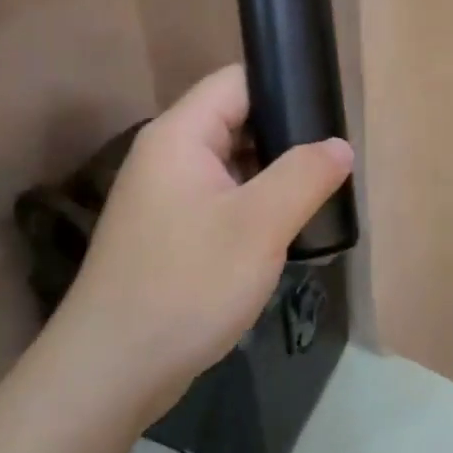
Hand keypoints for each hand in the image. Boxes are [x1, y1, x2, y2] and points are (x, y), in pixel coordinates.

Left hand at [0, 65, 351, 452]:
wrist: (113, 370)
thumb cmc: (187, 284)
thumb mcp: (260, 225)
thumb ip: (305, 175)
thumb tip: (340, 145)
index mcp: (180, 136)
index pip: (236, 81)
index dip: (284, 85)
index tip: (331, 109)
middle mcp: (166, 156)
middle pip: (235, 121)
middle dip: (286, 135)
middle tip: (335, 159)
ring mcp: (164, 198)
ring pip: (231, 165)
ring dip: (272, 175)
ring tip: (320, 192)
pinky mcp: (168, 235)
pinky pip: (220, 201)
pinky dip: (253, 206)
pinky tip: (284, 229)